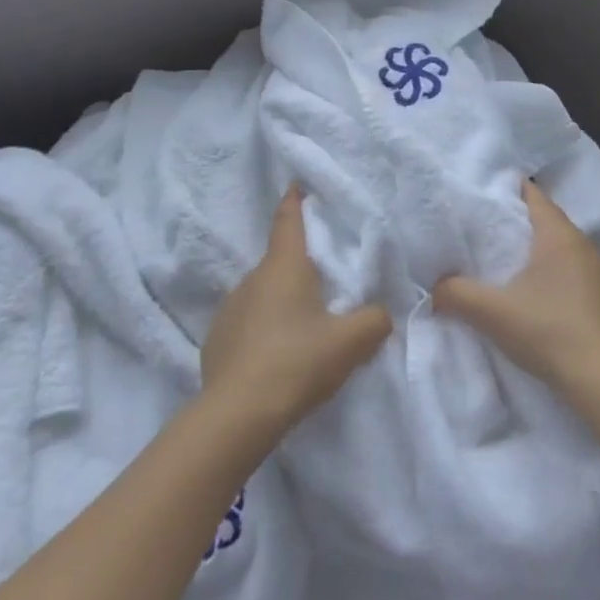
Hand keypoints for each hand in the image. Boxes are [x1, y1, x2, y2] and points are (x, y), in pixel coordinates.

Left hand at [200, 187, 392, 434]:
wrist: (237, 415)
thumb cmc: (296, 362)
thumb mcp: (349, 343)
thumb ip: (374, 321)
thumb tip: (382, 313)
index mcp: (284, 266)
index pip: (288, 220)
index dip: (294, 200)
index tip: (296, 184)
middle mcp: (252, 278)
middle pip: (280, 261)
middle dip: (300, 265)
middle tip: (324, 281)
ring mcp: (230, 308)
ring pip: (263, 293)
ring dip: (281, 301)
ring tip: (302, 327)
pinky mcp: (217, 339)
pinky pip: (247, 323)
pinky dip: (262, 330)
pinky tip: (275, 356)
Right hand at [433, 180, 599, 403]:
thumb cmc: (549, 331)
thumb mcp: (492, 312)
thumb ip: (456, 294)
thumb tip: (434, 290)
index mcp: (559, 235)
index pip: (534, 195)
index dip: (508, 190)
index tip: (483, 193)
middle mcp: (584, 246)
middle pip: (548, 220)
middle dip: (519, 220)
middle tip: (486, 227)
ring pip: (562, 248)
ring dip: (537, 250)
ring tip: (507, 260)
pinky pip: (574, 272)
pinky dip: (553, 273)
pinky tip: (537, 294)